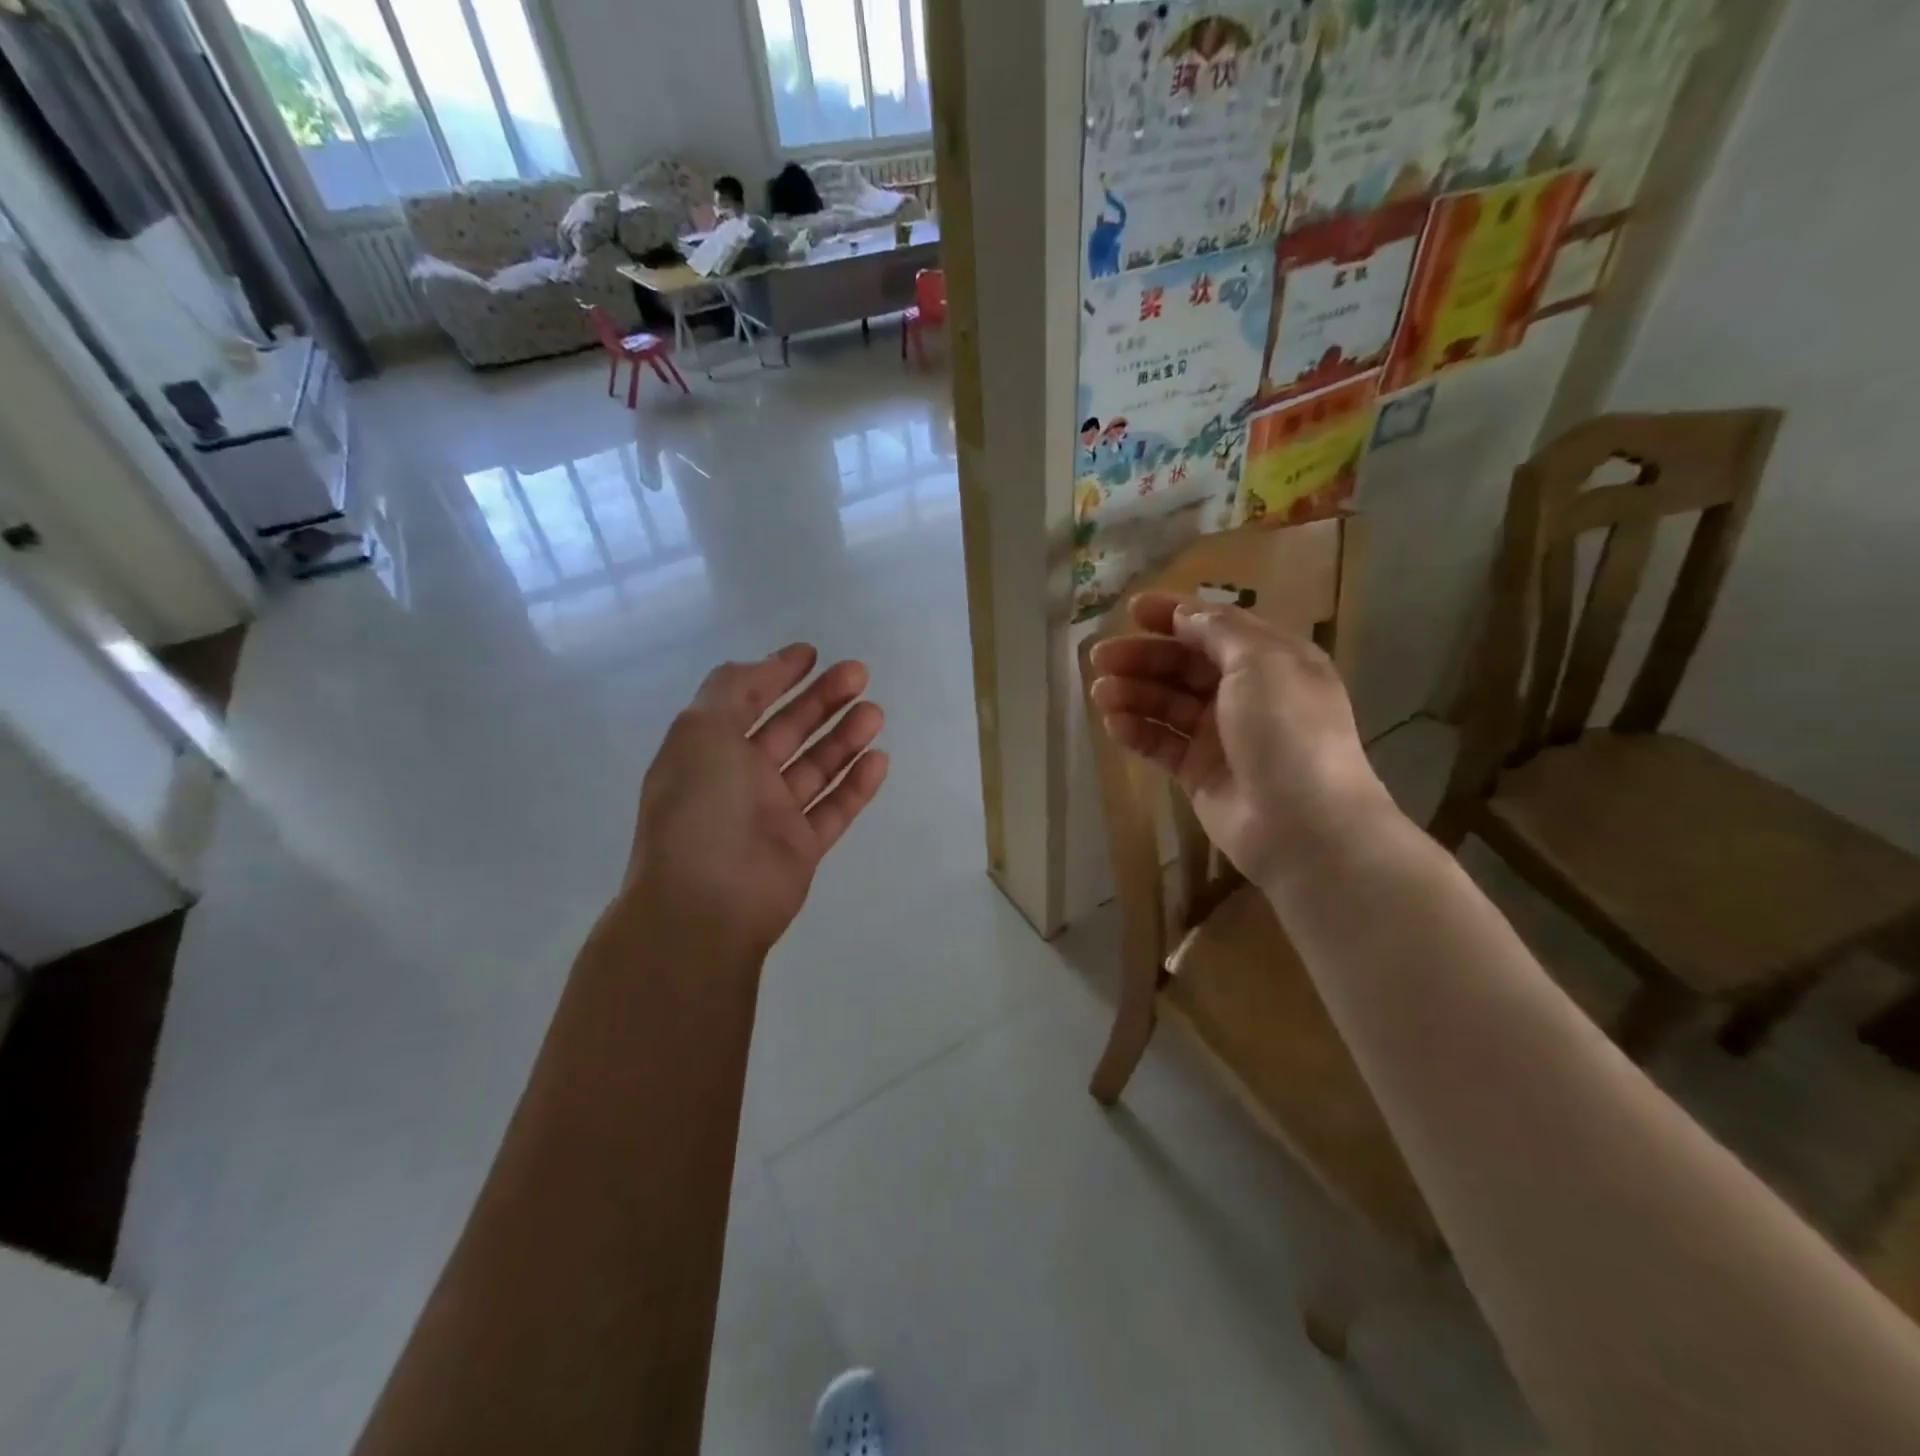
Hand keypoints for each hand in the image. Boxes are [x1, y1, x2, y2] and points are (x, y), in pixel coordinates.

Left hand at [620, 644, 888, 956]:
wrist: (705, 904)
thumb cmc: (700, 808)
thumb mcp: (701, 731)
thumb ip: (732, 689)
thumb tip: (765, 666)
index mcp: (709, 749)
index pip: (746, 702)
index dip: (777, 675)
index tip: (812, 654)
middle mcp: (740, 779)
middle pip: (789, 730)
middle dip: (823, 700)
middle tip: (860, 675)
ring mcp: (772, 815)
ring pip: (816, 767)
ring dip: (845, 737)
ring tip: (875, 713)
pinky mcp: (801, 847)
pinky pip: (834, 808)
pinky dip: (856, 784)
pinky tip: (879, 759)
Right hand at [1088, 593, 1397, 893]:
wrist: (1303, 826)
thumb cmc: (1288, 732)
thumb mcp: (1262, 664)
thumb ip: (1219, 633)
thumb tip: (1186, 615)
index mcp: (1271, 661)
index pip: (1215, 628)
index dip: (1174, 615)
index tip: (1131, 610)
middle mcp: (1246, 694)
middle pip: (1184, 666)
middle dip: (1142, 657)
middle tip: (1100, 658)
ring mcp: (1221, 736)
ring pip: (1167, 705)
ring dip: (1133, 693)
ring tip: (1100, 693)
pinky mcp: (1199, 773)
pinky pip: (1162, 744)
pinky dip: (1137, 731)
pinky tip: (1113, 724)